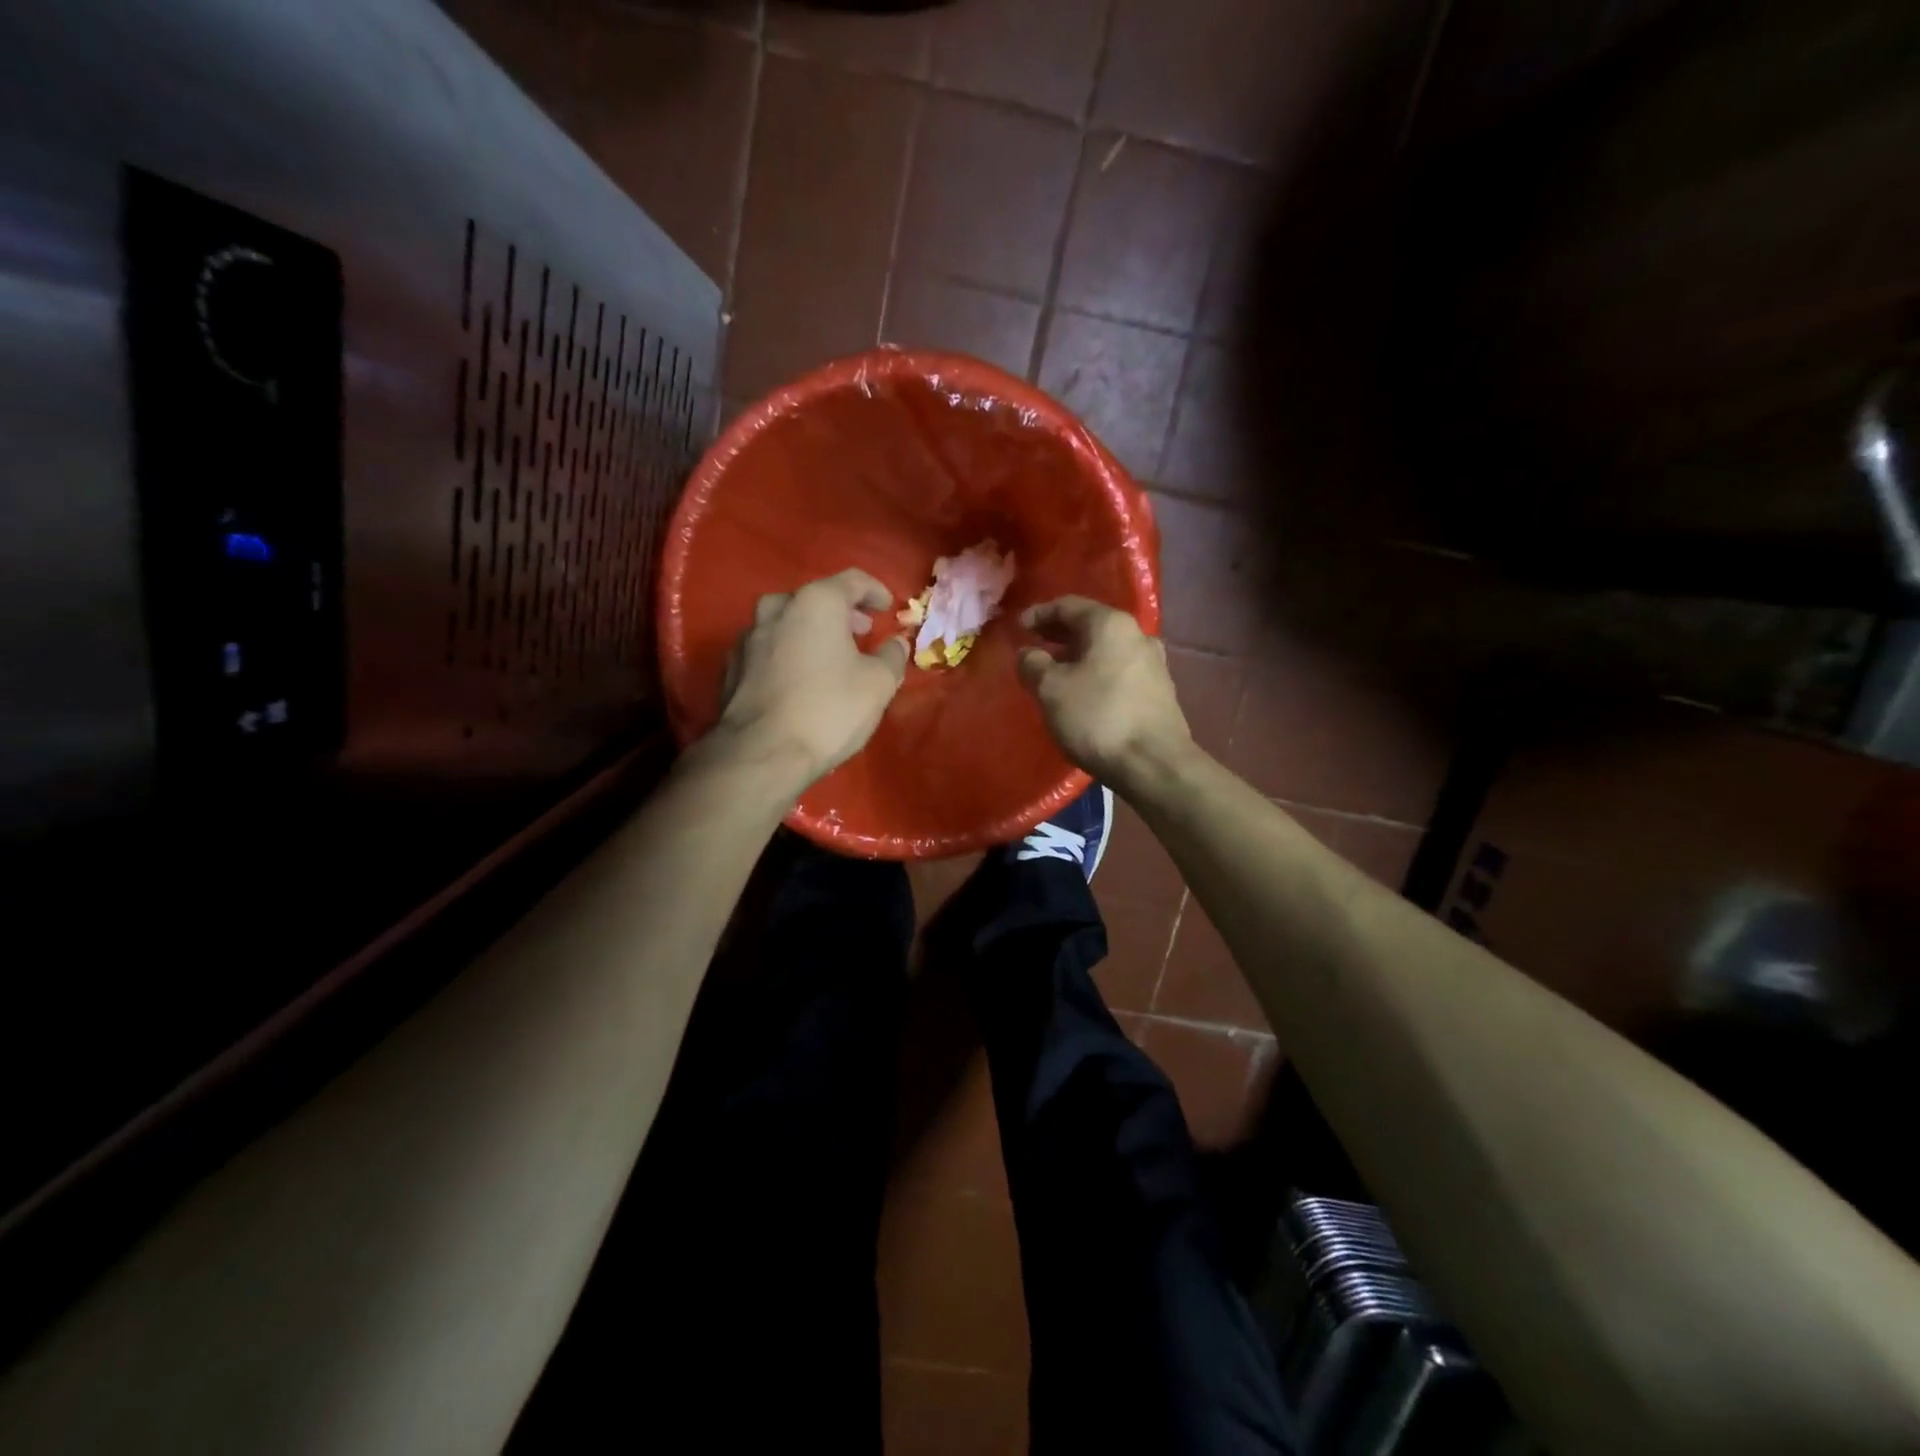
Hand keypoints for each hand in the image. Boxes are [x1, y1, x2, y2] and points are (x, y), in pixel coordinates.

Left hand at [713, 569, 909, 784]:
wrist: (761, 754)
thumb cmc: (829, 710)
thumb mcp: (878, 684)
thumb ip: (892, 656)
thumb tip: (896, 643)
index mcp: (815, 603)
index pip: (852, 580)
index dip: (875, 591)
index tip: (887, 607)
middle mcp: (776, 609)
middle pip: (814, 599)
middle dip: (841, 613)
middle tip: (861, 632)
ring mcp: (747, 638)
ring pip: (786, 623)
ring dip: (811, 633)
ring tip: (830, 657)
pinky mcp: (731, 668)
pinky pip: (767, 650)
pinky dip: (788, 654)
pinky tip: (798, 680)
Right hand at [1017, 597, 1193, 788]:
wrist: (1154, 763)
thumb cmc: (1098, 718)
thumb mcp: (1051, 690)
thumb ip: (1033, 665)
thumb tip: (1028, 654)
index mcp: (1110, 624)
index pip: (1068, 606)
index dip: (1039, 614)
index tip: (1018, 627)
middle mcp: (1137, 635)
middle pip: (1091, 626)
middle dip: (1060, 634)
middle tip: (1035, 645)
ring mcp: (1153, 663)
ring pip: (1107, 649)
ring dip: (1079, 655)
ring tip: (1056, 671)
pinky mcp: (1160, 691)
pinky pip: (1119, 670)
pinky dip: (1097, 672)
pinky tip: (1083, 692)